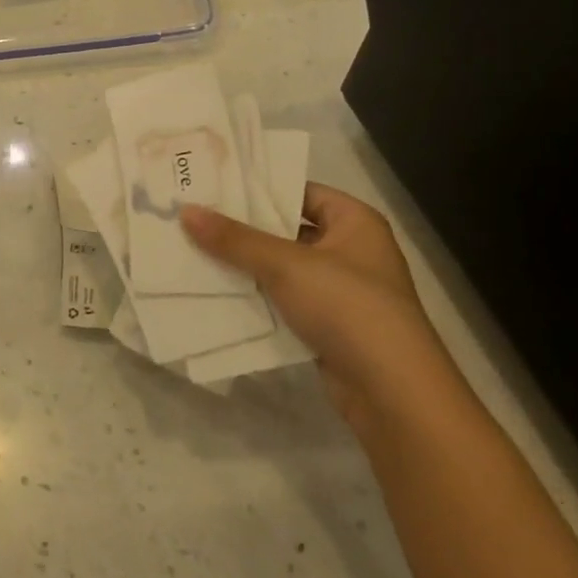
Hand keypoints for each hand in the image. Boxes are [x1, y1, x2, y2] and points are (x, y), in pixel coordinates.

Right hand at [181, 185, 459, 427]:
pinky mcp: (327, 325)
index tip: (212, 186)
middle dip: (242, 229)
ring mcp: (340, 290)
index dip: (258, 189)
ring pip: (281, 268)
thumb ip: (234, 239)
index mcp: (354, 222)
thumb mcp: (285, 265)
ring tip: (193, 250)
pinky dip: (254, 297)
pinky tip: (215, 292)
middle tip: (193, 217)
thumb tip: (186, 210)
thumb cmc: (347, 307)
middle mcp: (350, 250)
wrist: (391, 391)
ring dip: (244, 265)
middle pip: (286, 230)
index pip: (299, 191)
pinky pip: (282, 301)